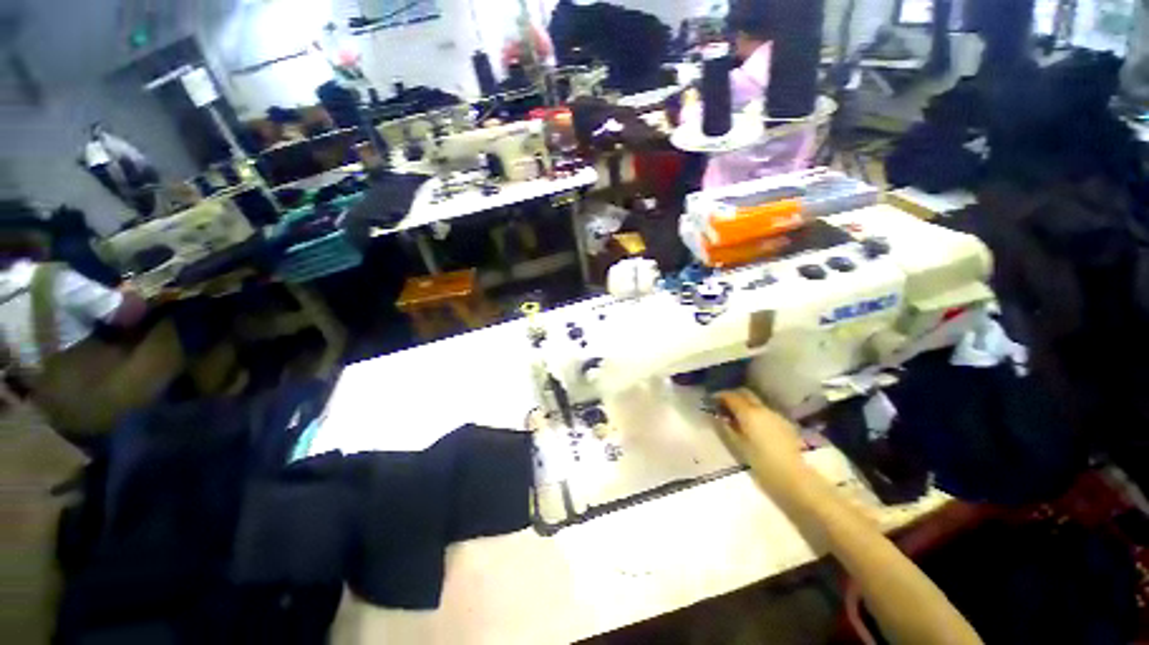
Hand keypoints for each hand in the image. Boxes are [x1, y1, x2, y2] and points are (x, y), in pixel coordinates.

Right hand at [715, 389, 806, 485]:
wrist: (793, 477)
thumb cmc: (761, 463)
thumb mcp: (738, 445)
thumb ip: (726, 426)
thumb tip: (718, 416)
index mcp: (749, 413)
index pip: (731, 396)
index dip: (719, 396)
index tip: (711, 400)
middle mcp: (763, 409)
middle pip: (745, 393)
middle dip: (733, 396)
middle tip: (723, 405)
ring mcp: (776, 414)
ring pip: (756, 402)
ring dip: (745, 404)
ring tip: (737, 416)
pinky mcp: (784, 423)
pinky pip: (765, 411)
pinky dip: (755, 413)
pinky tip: (753, 425)